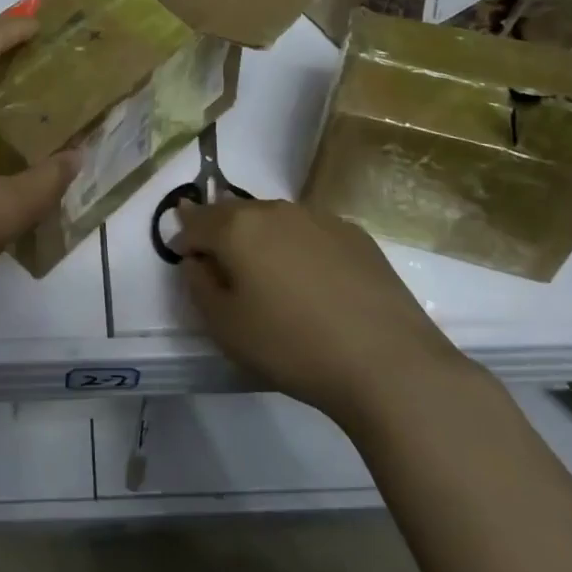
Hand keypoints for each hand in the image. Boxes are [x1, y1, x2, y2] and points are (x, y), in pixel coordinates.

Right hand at [176, 199, 465, 421]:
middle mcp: (275, 210)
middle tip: (223, 266)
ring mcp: (318, 218)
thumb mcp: (225, 327)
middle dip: (221, 232)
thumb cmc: (292, 346)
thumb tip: (197, 260)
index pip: (195, 220)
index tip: (185, 259)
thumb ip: (198, 286)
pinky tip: (313, 281)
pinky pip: (310, 231)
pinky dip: (299, 246)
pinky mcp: (355, 234)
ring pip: (274, 219)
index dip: (184, 238)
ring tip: (269, 274)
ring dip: (261, 237)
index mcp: (237, 227)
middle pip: (234, 212)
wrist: (387, 362)